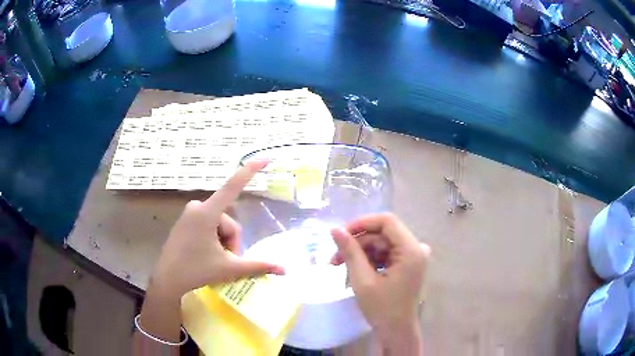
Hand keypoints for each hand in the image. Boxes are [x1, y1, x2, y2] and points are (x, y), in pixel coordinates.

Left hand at [135, 160, 283, 352]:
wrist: (167, 280)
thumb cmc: (196, 271)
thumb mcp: (229, 269)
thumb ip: (258, 266)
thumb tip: (285, 269)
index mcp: (207, 214)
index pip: (233, 187)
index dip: (250, 171)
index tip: (264, 158)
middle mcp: (197, 207)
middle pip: (229, 221)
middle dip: (232, 242)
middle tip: (226, 262)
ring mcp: (190, 213)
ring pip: (219, 224)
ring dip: (223, 243)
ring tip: (215, 260)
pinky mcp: (185, 221)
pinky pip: (208, 225)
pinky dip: (213, 239)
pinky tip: (206, 255)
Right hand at [331, 213, 429, 352]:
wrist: (396, 332)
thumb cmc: (382, 309)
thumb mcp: (363, 280)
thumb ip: (350, 252)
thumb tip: (335, 229)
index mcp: (412, 250)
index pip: (387, 221)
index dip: (362, 223)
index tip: (340, 234)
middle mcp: (416, 248)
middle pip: (383, 234)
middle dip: (357, 243)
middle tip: (334, 257)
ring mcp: (413, 256)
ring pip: (382, 243)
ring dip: (361, 252)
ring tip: (340, 266)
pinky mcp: (408, 264)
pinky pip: (386, 253)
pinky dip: (369, 259)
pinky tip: (355, 270)